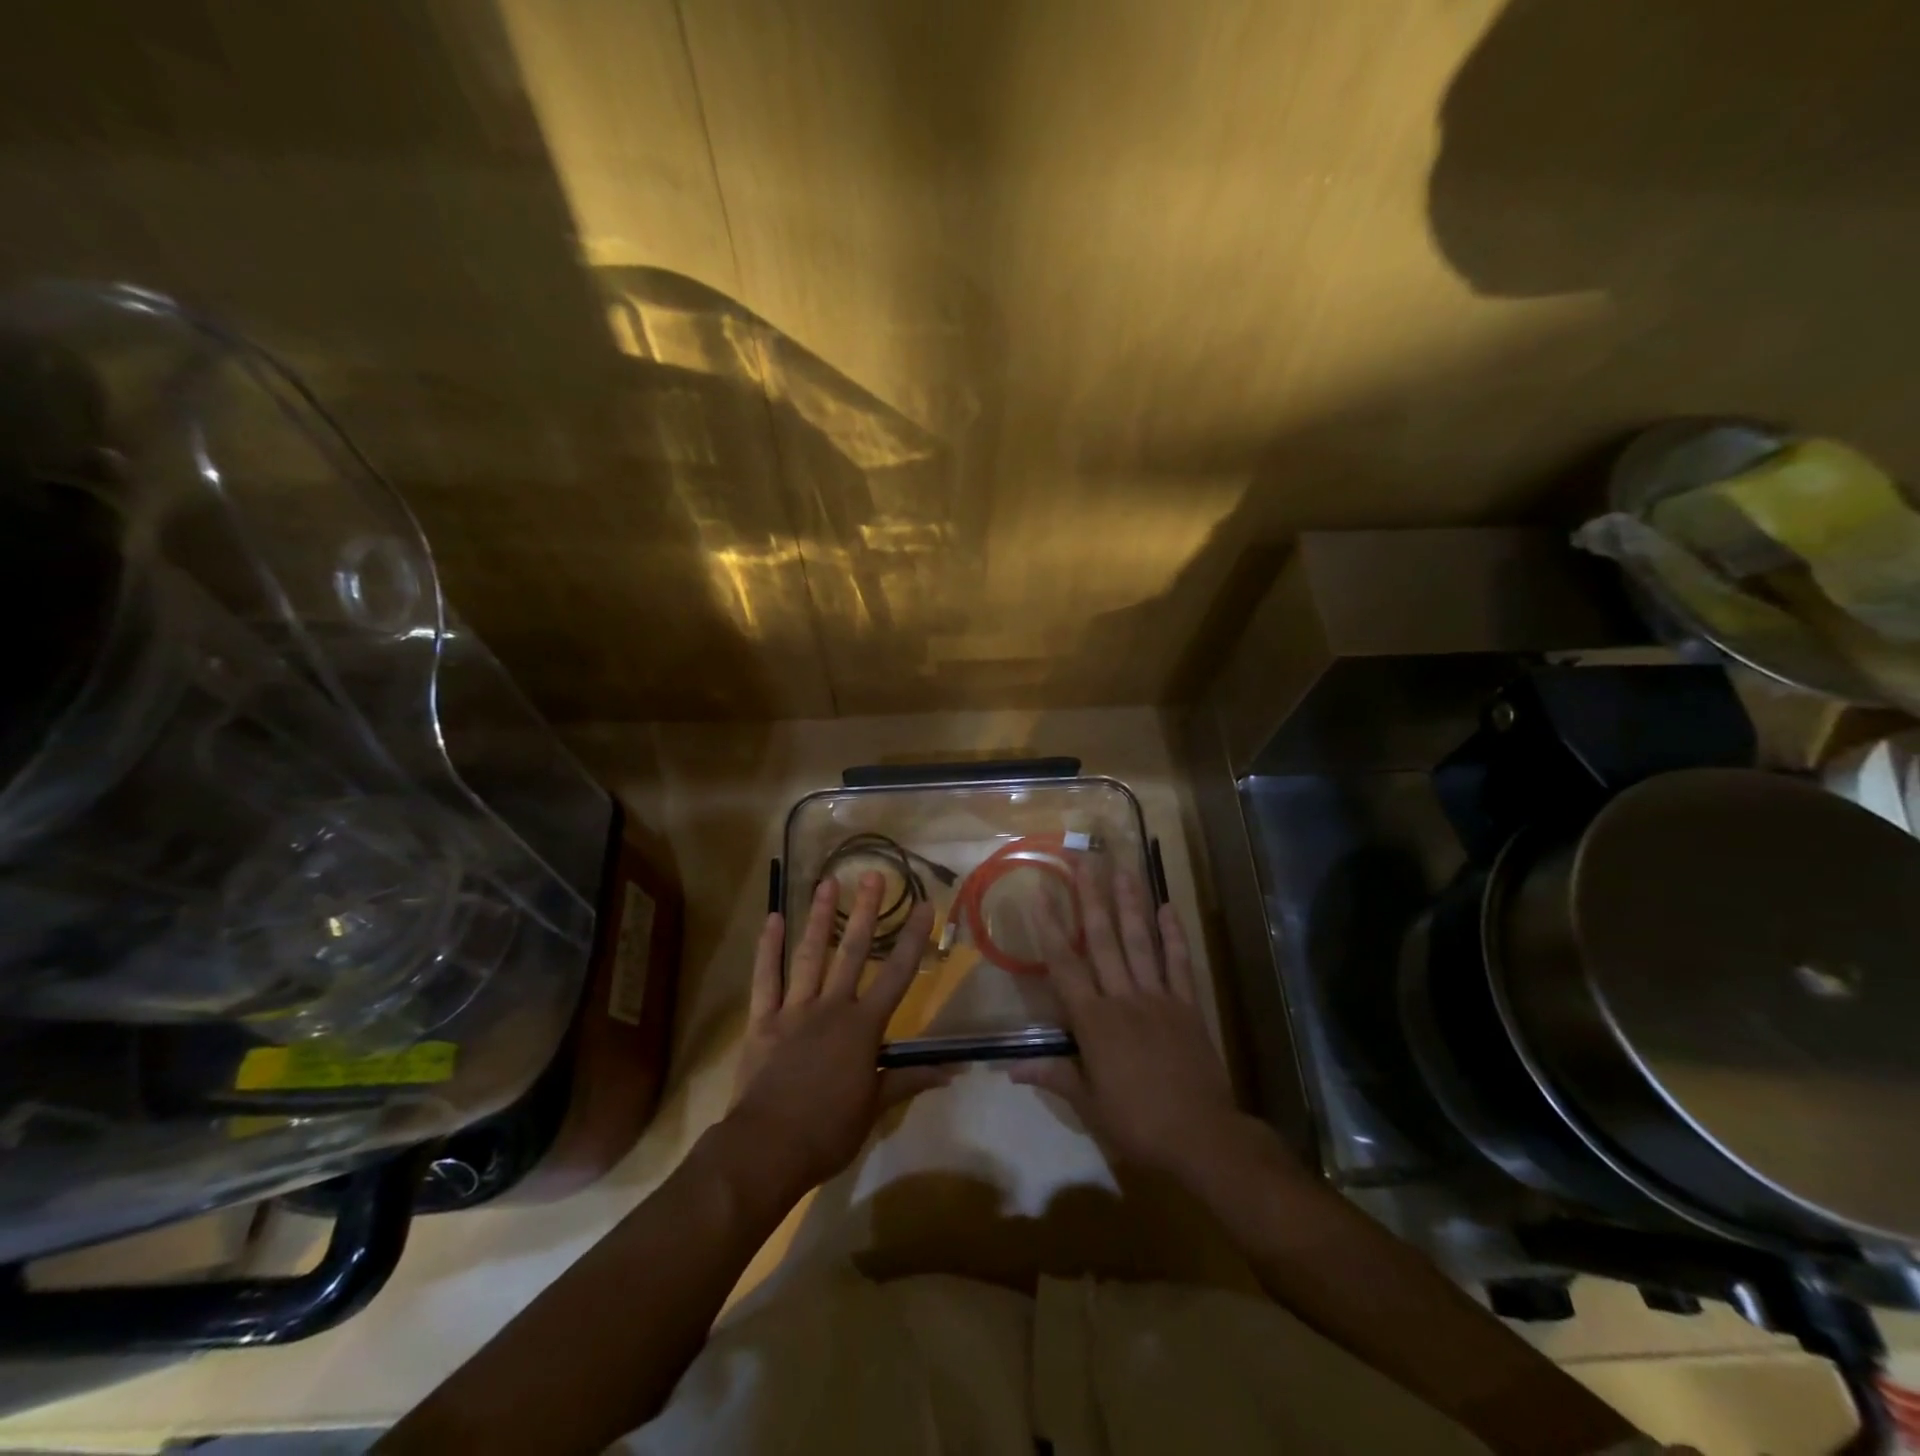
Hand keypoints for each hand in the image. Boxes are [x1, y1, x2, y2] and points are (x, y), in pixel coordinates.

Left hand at [727, 872, 948, 1195]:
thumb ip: (910, 1079)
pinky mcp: (762, 1020)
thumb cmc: (828, 1131)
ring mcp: (794, 1010)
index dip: (913, 939)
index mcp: (863, 1027)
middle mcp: (831, 1008)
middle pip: (853, 952)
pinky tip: (771, 920)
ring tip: (826, 883)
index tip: (925, 905)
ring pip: (809, 955)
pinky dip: (767, 949)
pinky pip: (765, 979)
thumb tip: (953, 1069)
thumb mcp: (875, 1108)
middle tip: (873, 876)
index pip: (897, 975)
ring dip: (819, 918)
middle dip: (866, 912)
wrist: (766, 1148)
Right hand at [1011, 860, 1250, 1181]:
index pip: (1065, 966)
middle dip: (1090, 898)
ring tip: (1122, 869)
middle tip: (1083, 861)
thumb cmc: (1137, 1123)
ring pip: (1139, 942)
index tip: (1039, 894)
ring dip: (1129, 904)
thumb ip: (1053, 1076)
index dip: (1049, 928)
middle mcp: (1123, 998)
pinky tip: (1168, 907)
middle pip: (1103, 940)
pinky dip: (1174, 935)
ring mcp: (1158, 998)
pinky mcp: (1187, 1006)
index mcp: (1094, 1021)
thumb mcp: (1089, 1105)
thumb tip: (1009, 1069)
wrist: (1202, 1137)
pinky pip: (1179, 964)